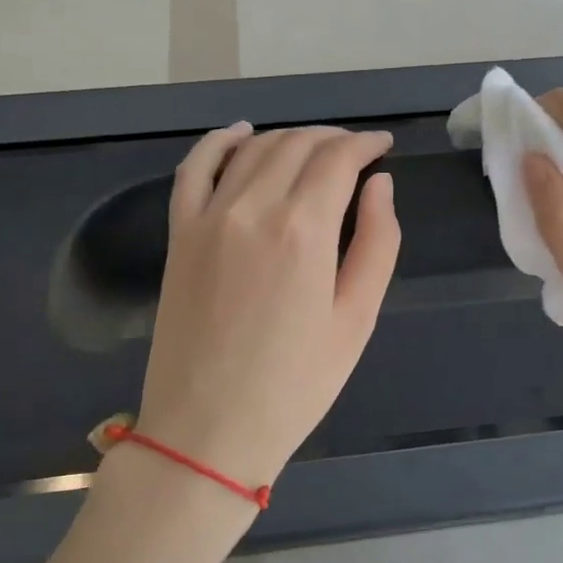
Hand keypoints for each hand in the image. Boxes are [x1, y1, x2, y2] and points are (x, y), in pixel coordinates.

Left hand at [135, 124, 400, 492]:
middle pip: (298, 144)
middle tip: (356, 151)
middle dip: (333, 138)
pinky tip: (240, 132)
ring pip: (254, 148)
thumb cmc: (295, 384)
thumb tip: (380, 184)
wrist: (207, 430)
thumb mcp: (357, 320)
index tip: (383, 146)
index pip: (339, 159)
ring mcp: (208, 217)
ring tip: (314, 148)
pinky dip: (219, 141)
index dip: (366, 144)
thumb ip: (377, 242)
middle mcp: (253, 207)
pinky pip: (195, 167)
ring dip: (290, 137)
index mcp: (304, 230)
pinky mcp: (179, 233)